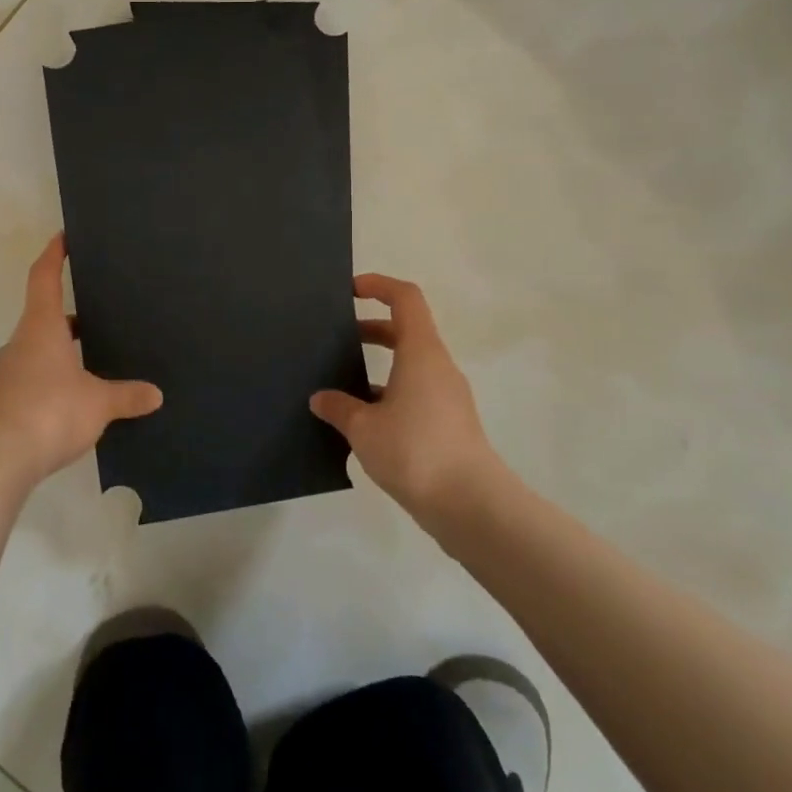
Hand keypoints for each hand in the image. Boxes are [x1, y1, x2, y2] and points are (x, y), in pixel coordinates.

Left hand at [0, 234, 162, 485]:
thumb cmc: (49, 411)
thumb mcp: (98, 403)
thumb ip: (126, 395)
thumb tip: (155, 395)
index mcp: (41, 327)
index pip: (44, 277)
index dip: (54, 254)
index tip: (63, 236)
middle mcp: (21, 343)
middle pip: (44, 315)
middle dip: (71, 314)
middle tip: (101, 313)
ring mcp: (9, 373)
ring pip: (39, 349)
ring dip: (63, 351)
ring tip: (95, 361)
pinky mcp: (4, 403)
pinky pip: (34, 378)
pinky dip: (54, 379)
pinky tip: (75, 400)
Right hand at [310, 274, 505, 515]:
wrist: (471, 506)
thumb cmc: (415, 451)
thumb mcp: (364, 428)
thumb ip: (339, 408)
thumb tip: (320, 399)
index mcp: (421, 353)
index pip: (405, 299)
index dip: (379, 285)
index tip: (350, 291)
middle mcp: (438, 367)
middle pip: (406, 331)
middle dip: (371, 329)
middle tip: (337, 340)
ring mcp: (448, 397)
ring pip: (411, 365)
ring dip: (380, 366)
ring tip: (343, 385)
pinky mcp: (450, 425)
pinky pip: (416, 393)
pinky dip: (390, 394)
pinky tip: (365, 423)